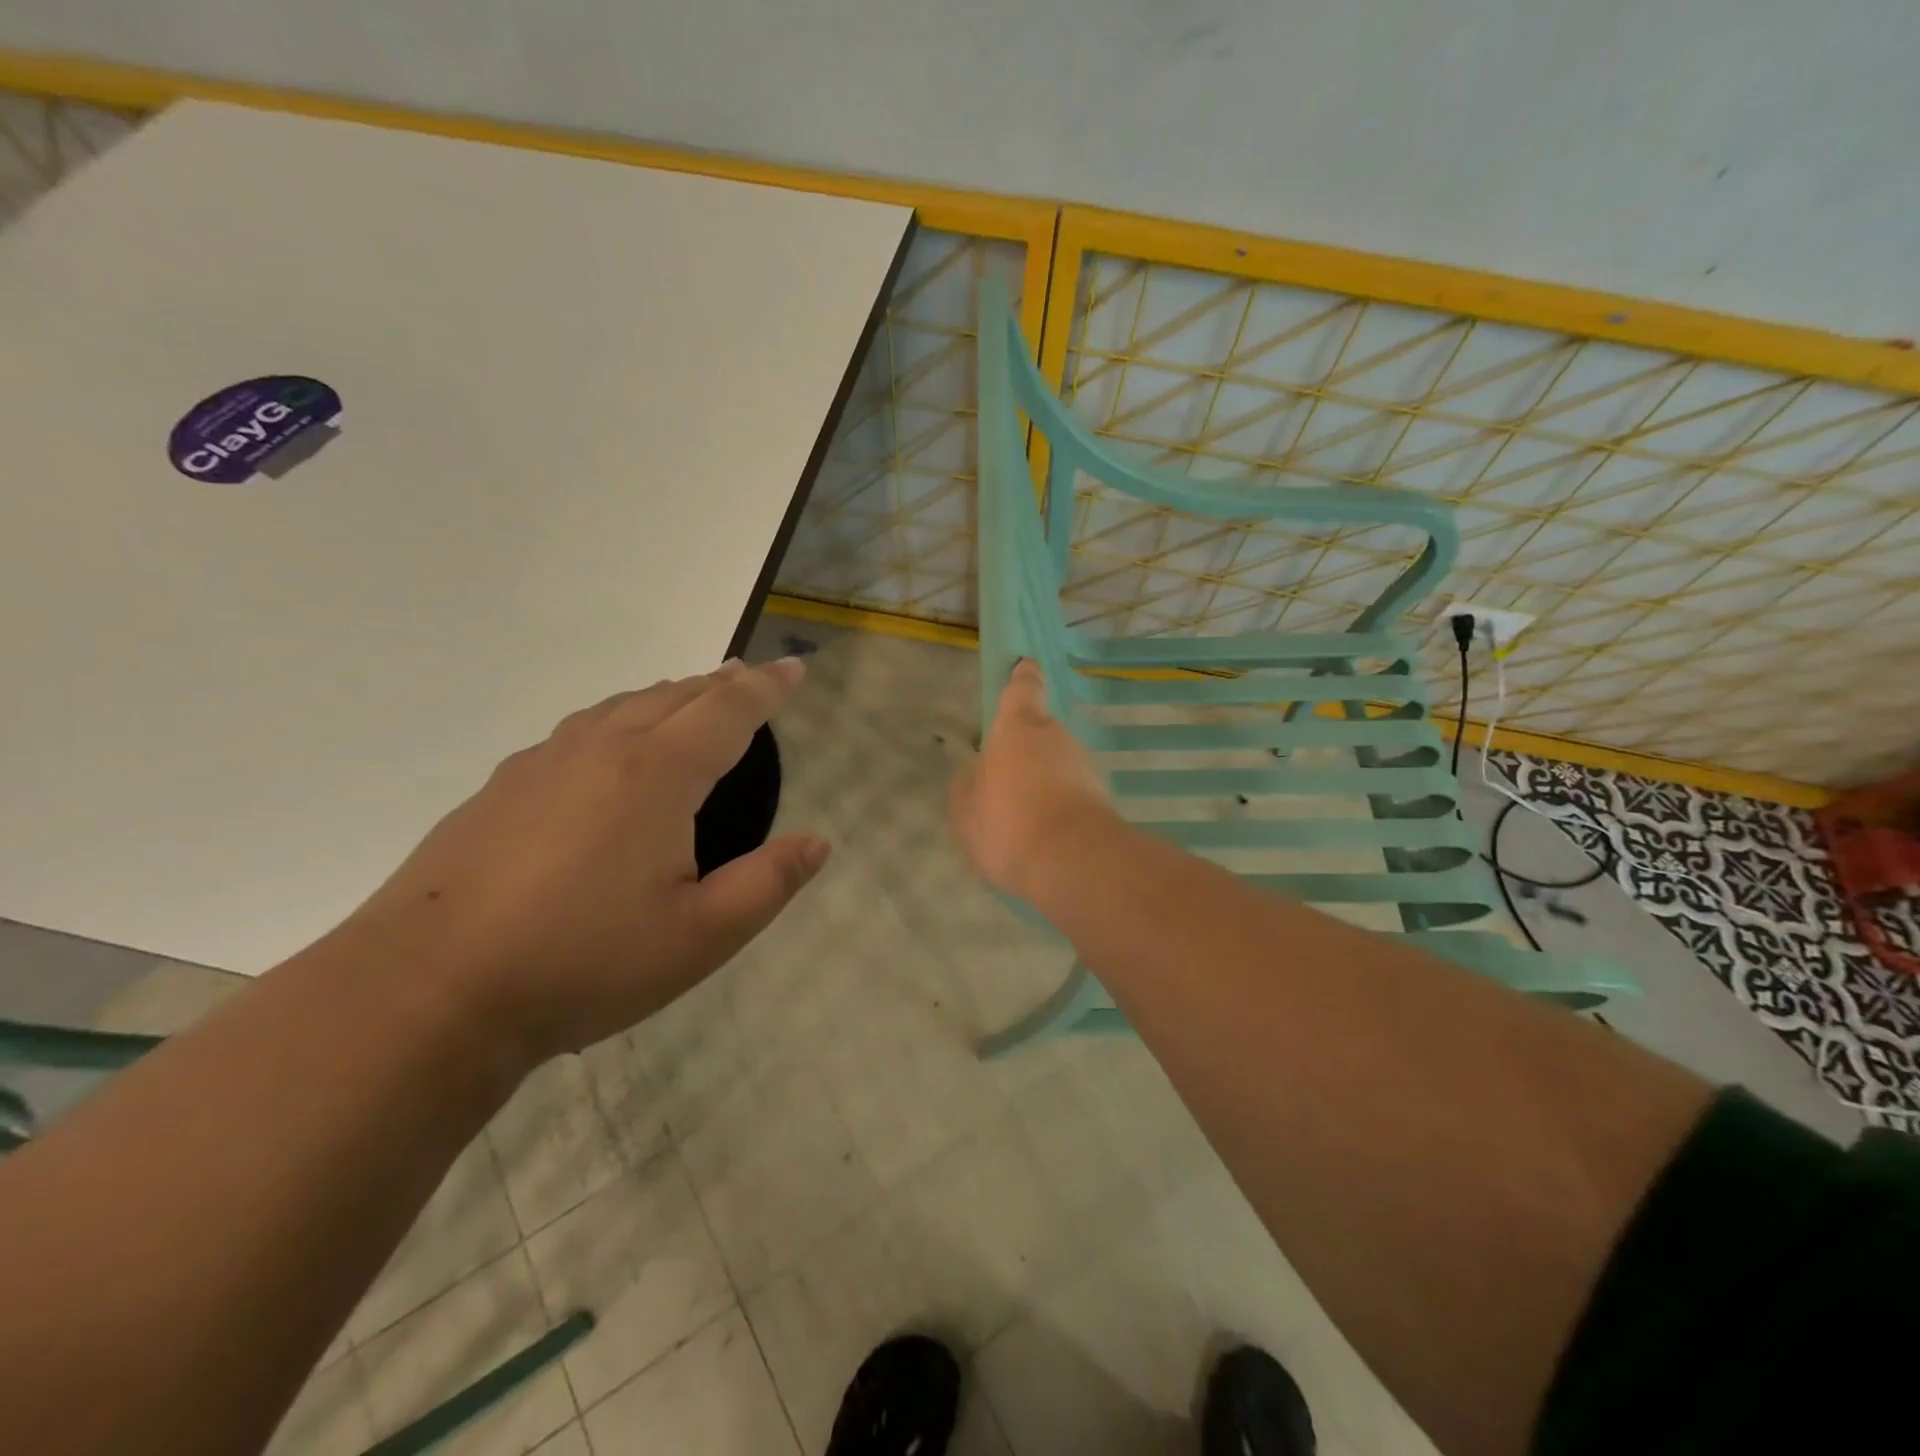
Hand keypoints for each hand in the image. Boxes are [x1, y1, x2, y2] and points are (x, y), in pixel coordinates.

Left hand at [348, 658, 828, 1065]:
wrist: (425, 992)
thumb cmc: (582, 962)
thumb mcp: (700, 937)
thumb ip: (768, 883)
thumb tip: (817, 842)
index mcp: (657, 775)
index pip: (728, 711)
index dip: (767, 687)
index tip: (793, 667)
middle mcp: (602, 749)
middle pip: (675, 695)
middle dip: (721, 683)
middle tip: (750, 678)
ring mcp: (543, 764)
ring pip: (622, 706)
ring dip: (668, 695)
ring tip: (690, 701)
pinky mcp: (501, 788)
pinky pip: (580, 730)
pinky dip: (619, 719)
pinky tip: (611, 749)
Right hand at [949, 659, 1112, 899]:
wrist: (1074, 863)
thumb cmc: (1008, 824)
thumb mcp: (966, 810)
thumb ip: (968, 785)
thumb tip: (977, 773)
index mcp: (1018, 729)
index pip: (1022, 689)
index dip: (1022, 678)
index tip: (1025, 668)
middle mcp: (1056, 737)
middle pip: (1040, 731)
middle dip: (1026, 748)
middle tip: (1006, 778)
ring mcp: (1085, 766)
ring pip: (1059, 763)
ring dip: (1044, 780)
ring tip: (1023, 816)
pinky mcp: (1102, 798)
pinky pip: (1072, 793)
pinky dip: (1059, 805)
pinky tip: (1044, 834)